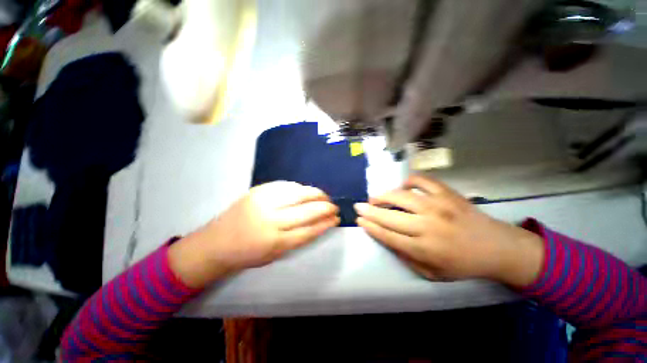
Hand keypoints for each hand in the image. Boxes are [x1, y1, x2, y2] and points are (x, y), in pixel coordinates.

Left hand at [169, 182, 339, 287]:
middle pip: (308, 210)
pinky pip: (286, 185)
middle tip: (334, 206)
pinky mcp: (258, 190)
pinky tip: (307, 191)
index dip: (326, 223)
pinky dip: (300, 188)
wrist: (216, 243)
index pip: (310, 229)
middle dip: (326, 207)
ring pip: (299, 194)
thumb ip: (298, 238)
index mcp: (276, 241)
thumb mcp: (276, 254)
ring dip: (316, 194)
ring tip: (324, 196)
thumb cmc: (248, 254)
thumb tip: (319, 223)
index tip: (336, 219)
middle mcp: (272, 220)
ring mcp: (264, 202)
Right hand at [354, 175, 543, 286]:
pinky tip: (404, 187)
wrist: (498, 247)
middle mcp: (428, 226)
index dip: (370, 226)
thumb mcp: (432, 273)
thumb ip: (406, 257)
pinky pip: (421, 180)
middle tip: (358, 206)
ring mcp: (438, 206)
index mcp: (424, 249)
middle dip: (369, 210)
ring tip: (375, 197)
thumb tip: (385, 238)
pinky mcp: (447, 194)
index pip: (388, 235)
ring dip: (383, 195)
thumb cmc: (463, 264)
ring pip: (401, 196)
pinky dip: (409, 181)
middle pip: (389, 216)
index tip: (359, 219)